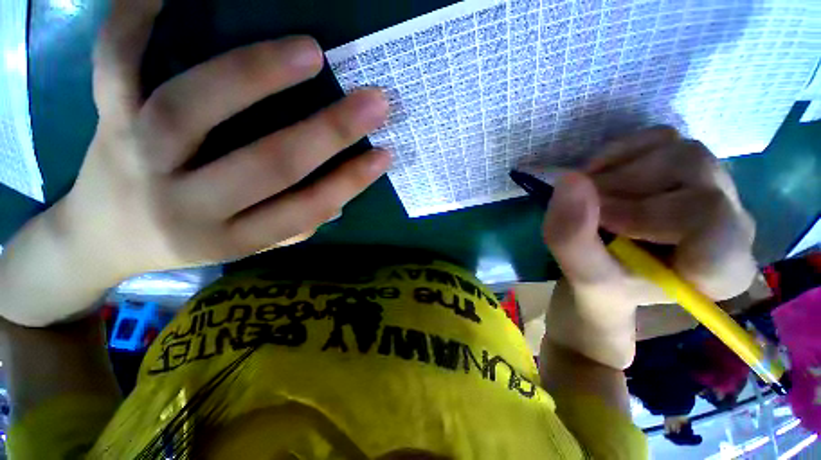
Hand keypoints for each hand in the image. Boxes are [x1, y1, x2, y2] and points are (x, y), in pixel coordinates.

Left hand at [1, 0, 389, 325]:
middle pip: (265, 164)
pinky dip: (136, 20)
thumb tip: (339, 202)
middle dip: (328, 133)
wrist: (104, 237)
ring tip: (311, 52)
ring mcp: (138, 156)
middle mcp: (188, 203)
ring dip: (255, 75)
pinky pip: (114, 63)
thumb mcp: (245, 245)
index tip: (385, 155)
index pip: (305, 209)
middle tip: (375, 101)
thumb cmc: (188, 240)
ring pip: (191, 108)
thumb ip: (293, 227)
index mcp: (232, 236)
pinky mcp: (105, 119)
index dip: (349, 182)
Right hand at [541, 126, 756, 367]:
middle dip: (623, 189)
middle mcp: (734, 220)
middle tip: (586, 210)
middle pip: (692, 174)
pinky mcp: (687, 165)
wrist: (608, 272)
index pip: (709, 220)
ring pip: (676, 150)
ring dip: (617, 171)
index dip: (644, 214)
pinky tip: (599, 176)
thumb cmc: (602, 287)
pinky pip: (659, 138)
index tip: (600, 223)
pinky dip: (619, 152)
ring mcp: (714, 186)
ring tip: (589, 196)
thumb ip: (571, 238)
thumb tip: (568, 180)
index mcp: (722, 267)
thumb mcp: (582, 277)